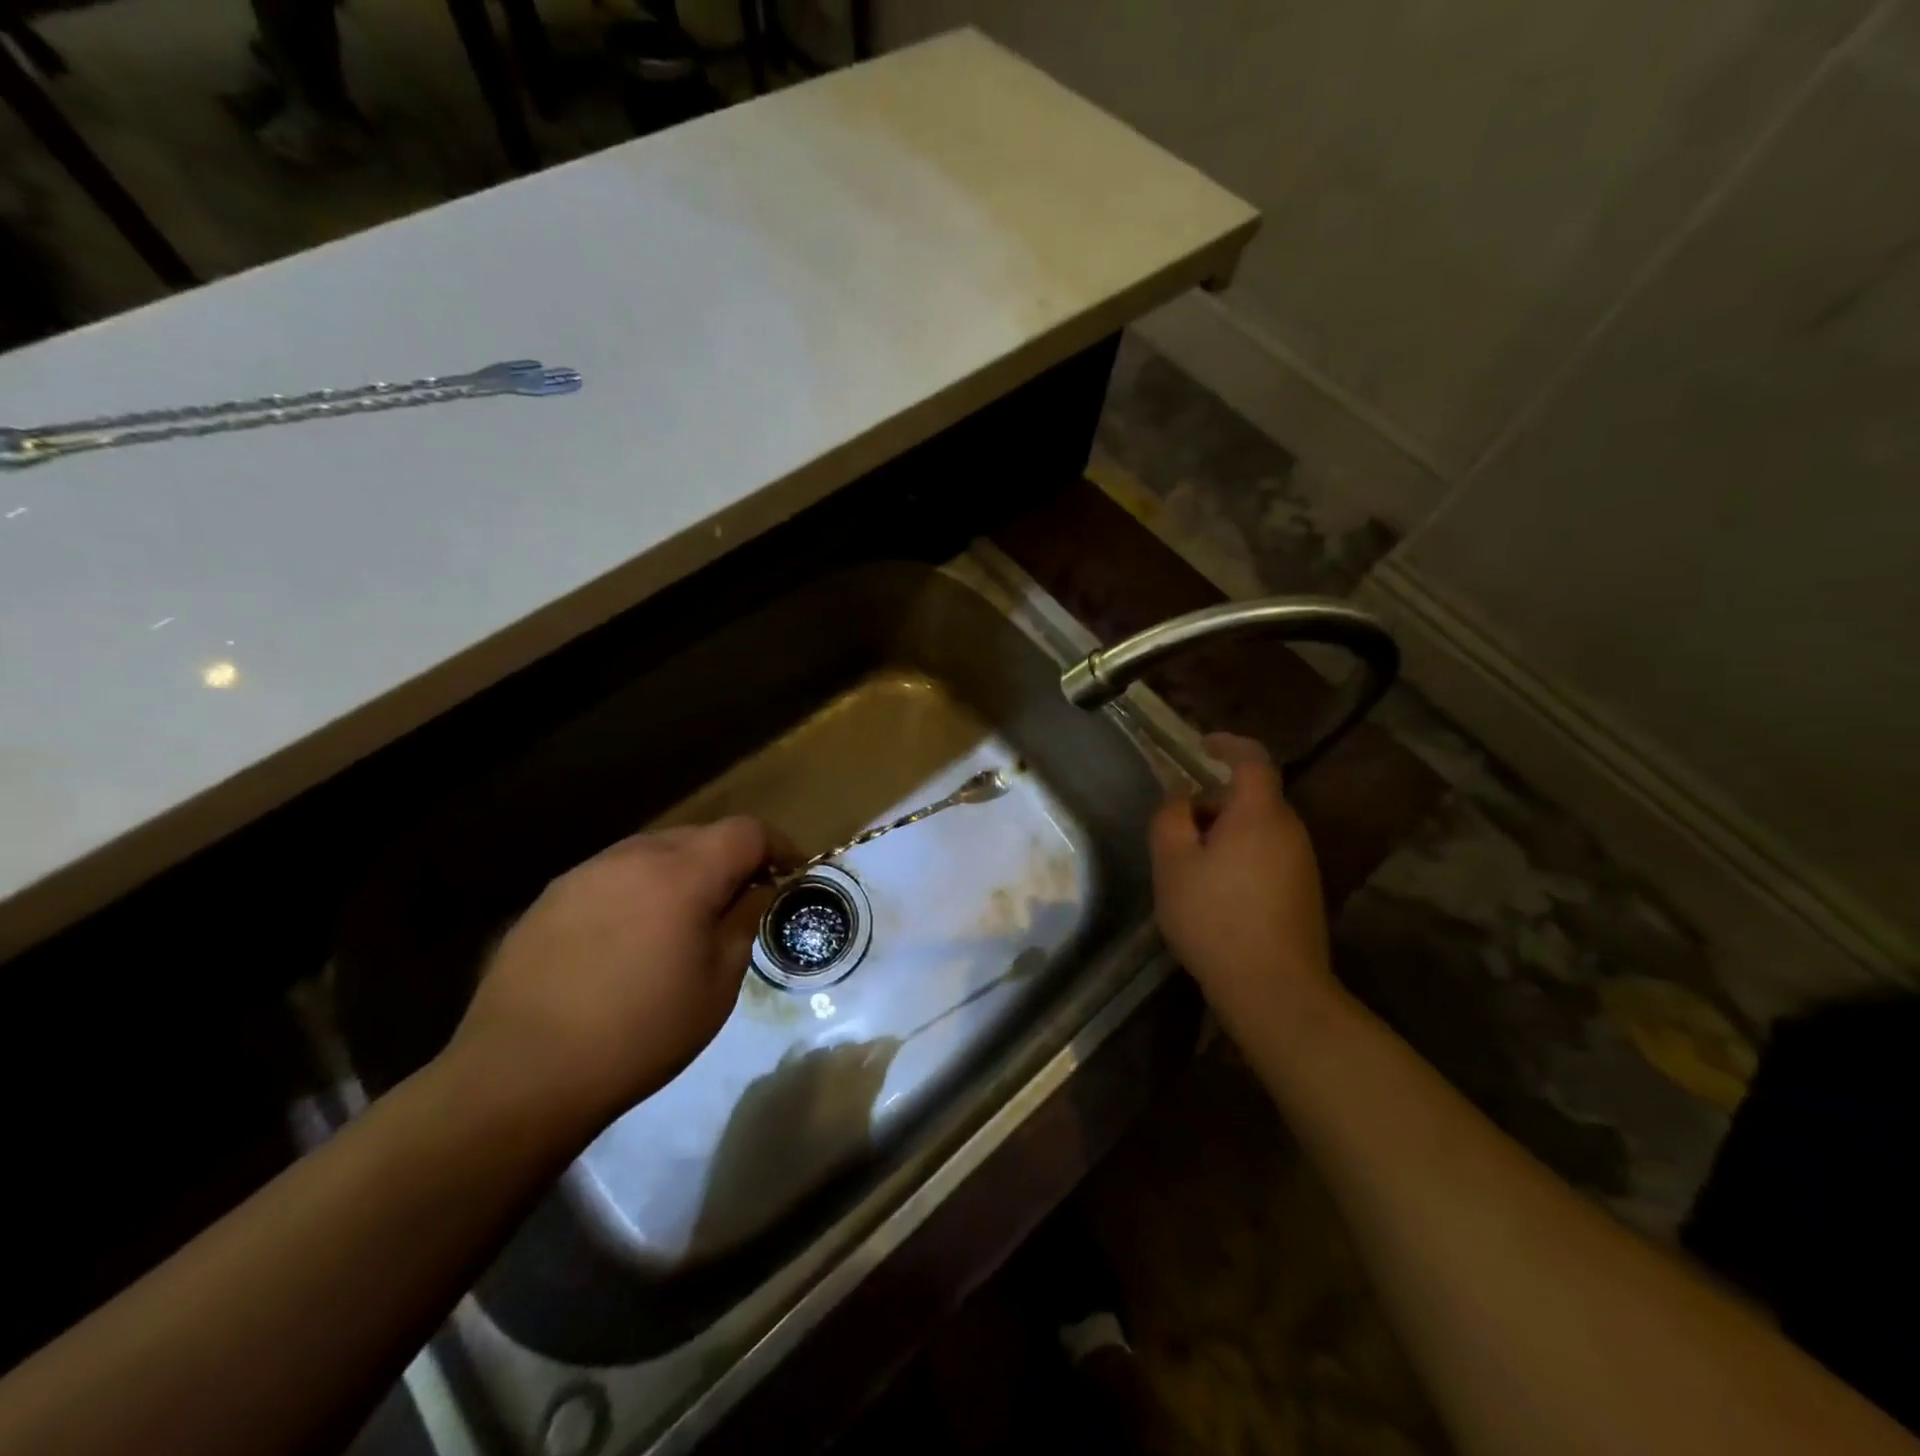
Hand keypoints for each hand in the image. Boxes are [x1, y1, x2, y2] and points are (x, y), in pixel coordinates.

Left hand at [450, 817, 774, 1127]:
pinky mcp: (550, 898)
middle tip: (740, 902)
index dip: (777, 845)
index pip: (746, 831)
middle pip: (700, 835)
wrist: (521, 1074)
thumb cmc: (641, 1032)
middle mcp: (634, 856)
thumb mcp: (717, 984)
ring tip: (684, 921)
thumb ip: (744, 922)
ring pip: (653, 852)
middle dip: (730, 859)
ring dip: (683, 873)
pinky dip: (640, 890)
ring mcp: (586, 873)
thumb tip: (759, 889)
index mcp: (682, 873)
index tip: (791, 873)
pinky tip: (630, 938)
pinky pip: (613, 876)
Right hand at [1150, 734, 1338, 1052]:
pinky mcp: (1305, 892)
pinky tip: (1216, 894)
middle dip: (1213, 802)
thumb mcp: (1173, 864)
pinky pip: (1268, 855)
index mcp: (1260, 814)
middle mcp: (1290, 831)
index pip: (1252, 759)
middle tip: (1177, 827)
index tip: (1201, 745)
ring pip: (1259, 829)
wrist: (1275, 990)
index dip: (1227, 744)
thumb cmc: (1215, 918)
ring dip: (1225, 833)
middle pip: (1252, 797)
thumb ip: (1170, 819)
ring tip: (1190, 866)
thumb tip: (1179, 795)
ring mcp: (1303, 863)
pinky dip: (1240, 856)